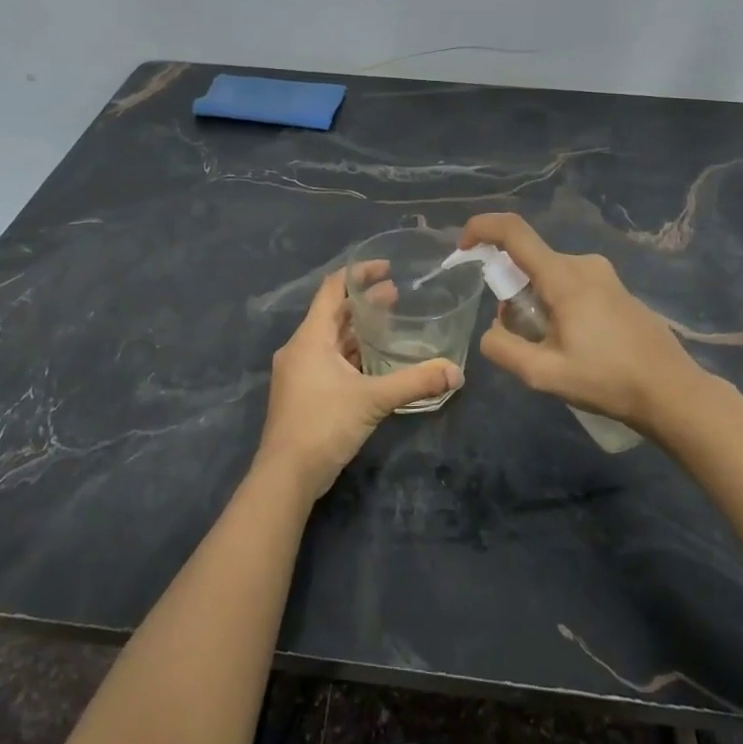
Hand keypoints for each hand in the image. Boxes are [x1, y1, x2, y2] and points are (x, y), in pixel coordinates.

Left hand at [256, 267, 462, 501]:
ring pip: (332, 340)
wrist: (286, 475)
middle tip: (399, 296)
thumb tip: (456, 372)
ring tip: (392, 325)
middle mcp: (301, 348)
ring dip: (359, 331)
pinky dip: (353, 355)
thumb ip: (415, 382)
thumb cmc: (323, 425)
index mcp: (310, 338)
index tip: (387, 268)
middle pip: (334, 314)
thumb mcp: (373, 400)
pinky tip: (377, 362)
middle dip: (365, 304)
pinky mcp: (304, 393)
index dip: (359, 274)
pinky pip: (330, 362)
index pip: (333, 289)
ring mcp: (300, 372)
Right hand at [461, 212, 721, 431]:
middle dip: (511, 293)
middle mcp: (584, 265)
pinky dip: (557, 305)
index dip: (482, 229)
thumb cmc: (608, 380)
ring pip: (550, 276)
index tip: (463, 248)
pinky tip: (576, 346)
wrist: (673, 392)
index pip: (514, 232)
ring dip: (535, 304)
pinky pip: (571, 285)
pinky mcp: (617, 290)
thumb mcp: (544, 374)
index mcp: (564, 277)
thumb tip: (492, 332)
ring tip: (552, 349)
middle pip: (529, 262)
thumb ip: (504, 349)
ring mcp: (605, 276)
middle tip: (520, 337)